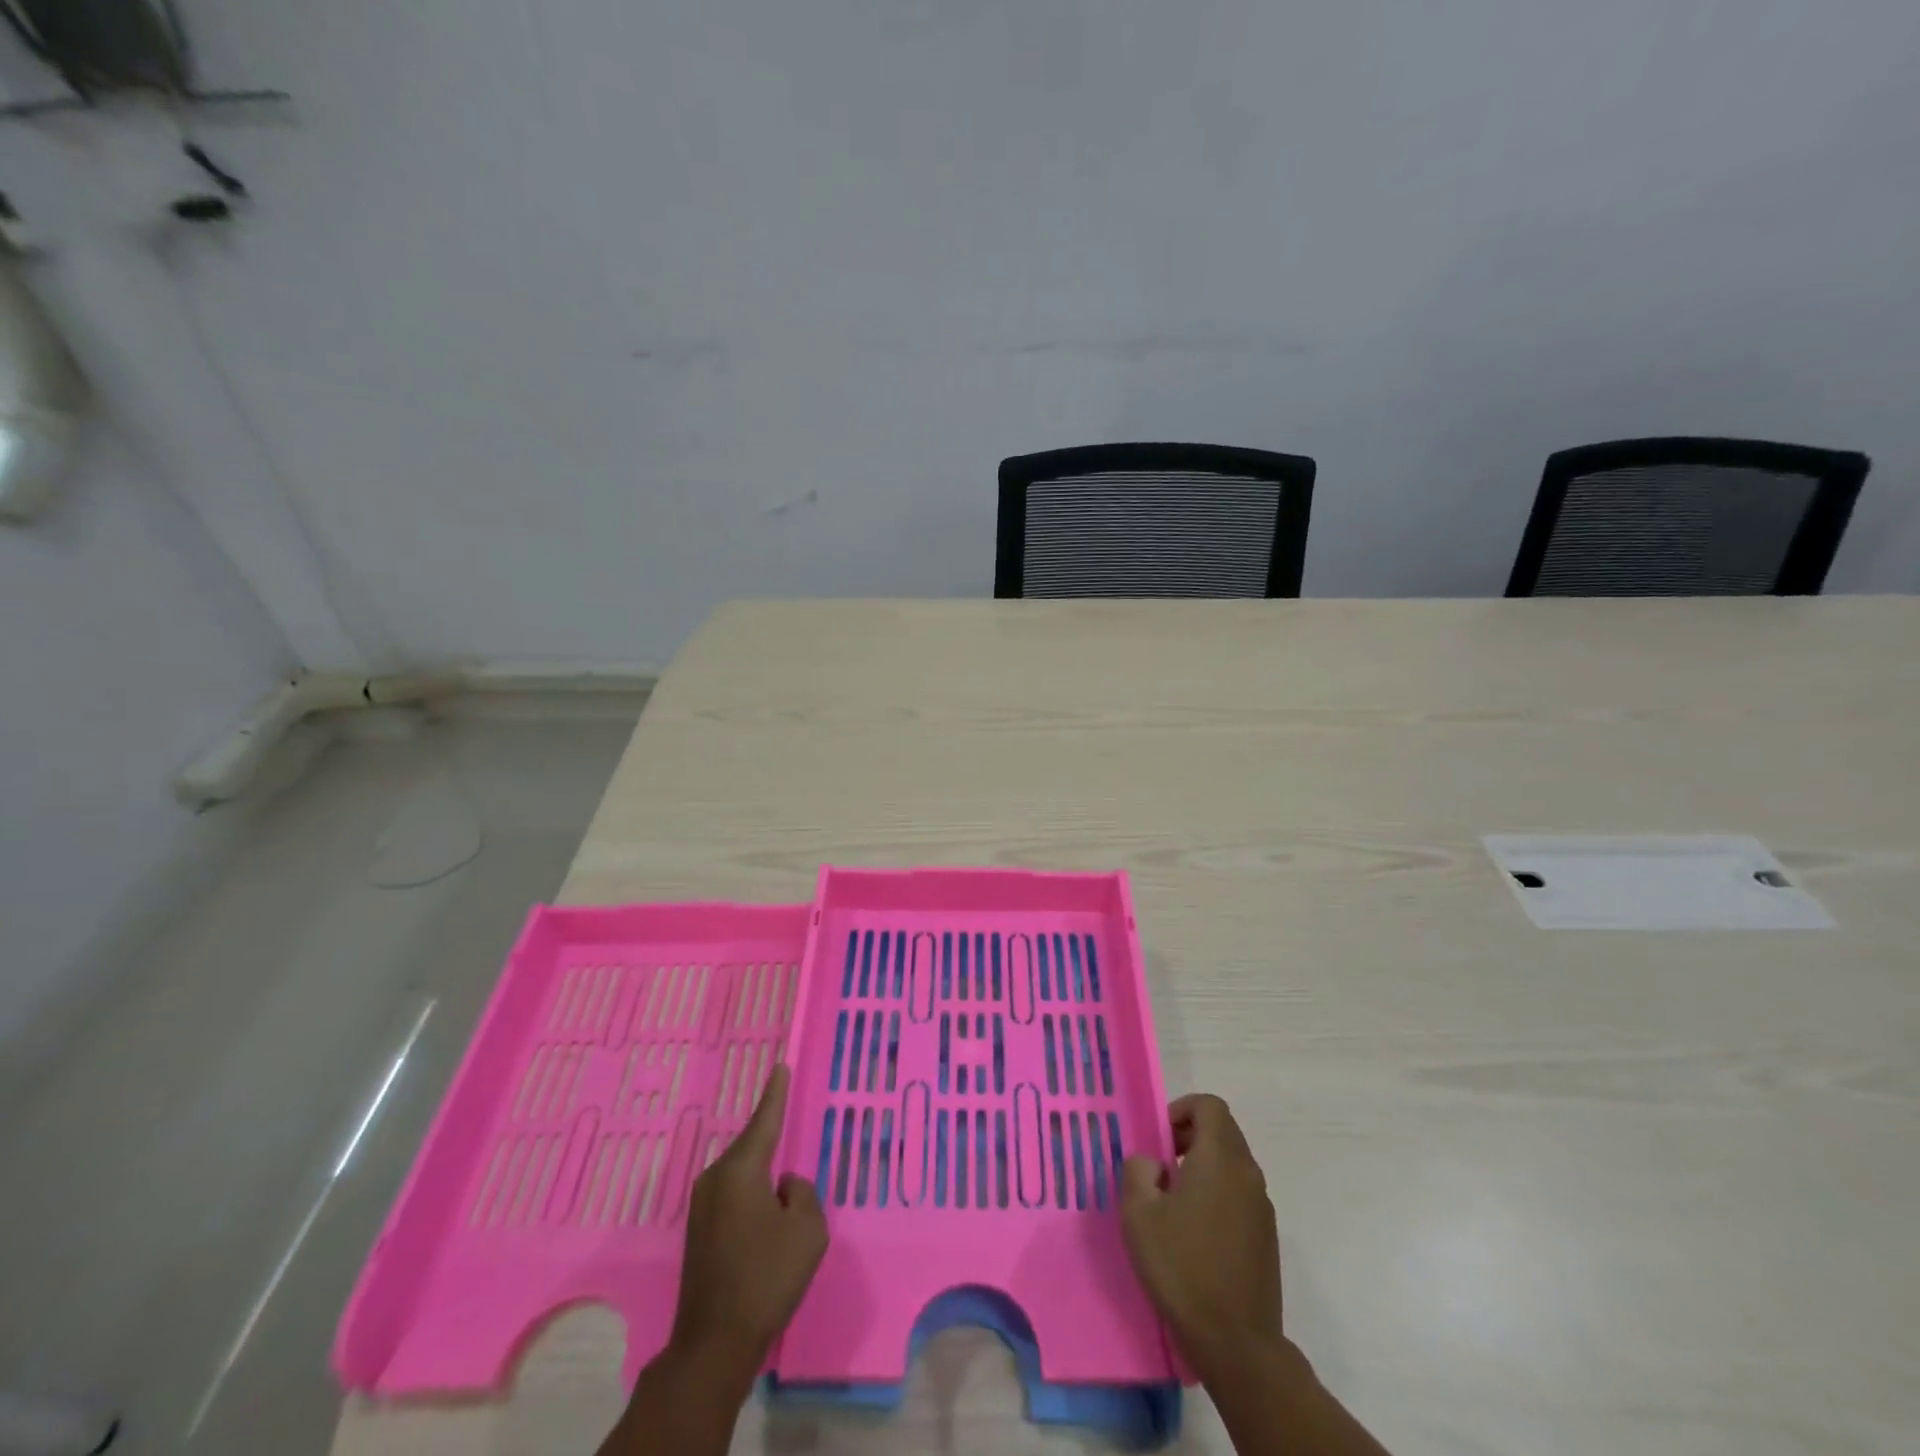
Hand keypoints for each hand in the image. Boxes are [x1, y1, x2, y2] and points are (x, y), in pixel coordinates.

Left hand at [669, 1063, 827, 1381]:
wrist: (713, 1344)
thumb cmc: (766, 1277)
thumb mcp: (807, 1229)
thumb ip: (802, 1193)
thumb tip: (784, 1186)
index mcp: (741, 1169)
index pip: (764, 1120)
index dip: (776, 1093)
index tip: (780, 1066)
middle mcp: (715, 1179)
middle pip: (753, 1148)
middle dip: (772, 1143)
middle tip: (790, 1136)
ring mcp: (702, 1207)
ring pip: (744, 1176)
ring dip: (763, 1178)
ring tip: (784, 1195)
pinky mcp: (699, 1233)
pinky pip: (734, 1198)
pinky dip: (752, 1199)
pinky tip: (766, 1222)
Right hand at [1120, 1094, 1283, 1376]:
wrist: (1236, 1343)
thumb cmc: (1182, 1268)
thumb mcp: (1139, 1214)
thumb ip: (1139, 1171)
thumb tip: (1153, 1163)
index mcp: (1220, 1159)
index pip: (1210, 1105)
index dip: (1182, 1110)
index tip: (1160, 1139)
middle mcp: (1248, 1174)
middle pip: (1223, 1130)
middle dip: (1191, 1136)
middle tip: (1162, 1165)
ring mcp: (1262, 1206)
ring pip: (1232, 1162)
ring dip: (1204, 1165)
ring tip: (1174, 1200)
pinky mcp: (1267, 1236)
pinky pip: (1240, 1192)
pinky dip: (1218, 1192)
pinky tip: (1196, 1231)